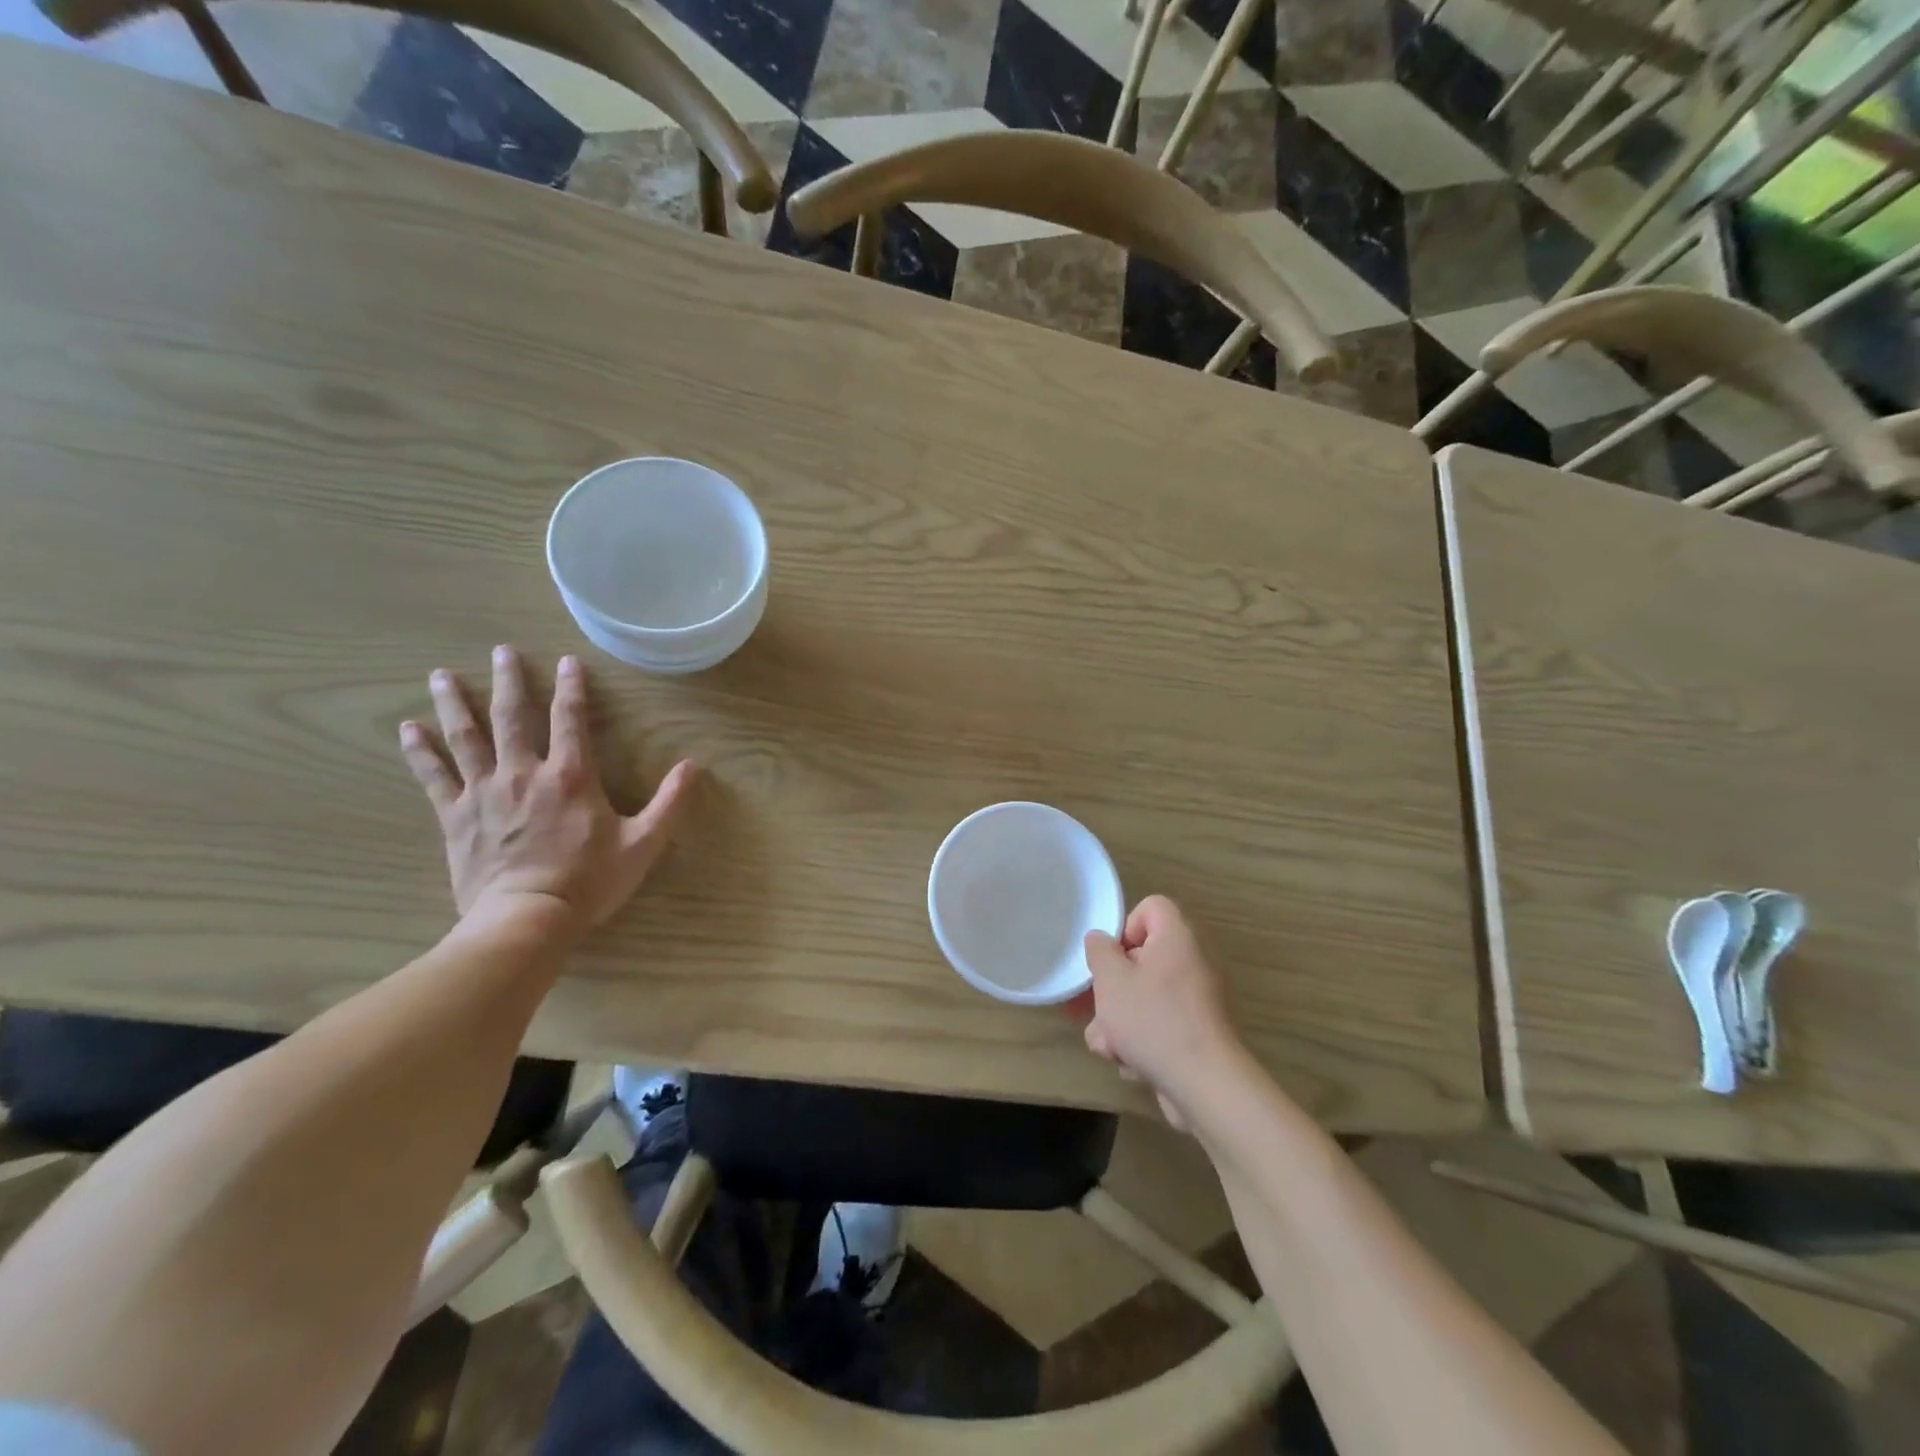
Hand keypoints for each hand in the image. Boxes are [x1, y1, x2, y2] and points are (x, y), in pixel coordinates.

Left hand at [399, 646, 695, 932]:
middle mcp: (524, 773)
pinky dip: (421, 751)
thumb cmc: (589, 881)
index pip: (571, 720)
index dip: (571, 688)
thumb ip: (670, 802)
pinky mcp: (455, 817)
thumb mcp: (643, 843)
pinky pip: (434, 776)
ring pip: (466, 738)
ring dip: (455, 704)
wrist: (525, 919)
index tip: (567, 661)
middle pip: (513, 717)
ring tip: (441, 675)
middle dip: (509, 681)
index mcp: (570, 777)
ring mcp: (484, 793)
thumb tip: (694, 766)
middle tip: (501, 651)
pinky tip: (408, 729)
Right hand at [1082, 896, 1242, 1127]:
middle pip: (1141, 958)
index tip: (1110, 958)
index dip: (1125, 926)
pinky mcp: (1197, 1034)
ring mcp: (1197, 1001)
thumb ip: (1100, 952)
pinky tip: (1131, 1064)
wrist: (1204, 1084)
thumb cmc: (1153, 1020)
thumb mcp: (1111, 980)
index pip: (1152, 907)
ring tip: (1108, 1046)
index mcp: (1177, 938)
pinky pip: (1160, 1025)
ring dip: (1119, 1022)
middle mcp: (1192, 963)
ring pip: (1145, 998)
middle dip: (1112, 988)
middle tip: (1096, 1008)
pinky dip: (1142, 1042)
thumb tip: (1100, 940)